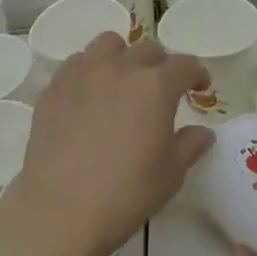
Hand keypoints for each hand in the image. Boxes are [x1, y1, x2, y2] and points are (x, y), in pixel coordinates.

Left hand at [0, 32, 212, 255]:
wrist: (59, 210)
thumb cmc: (125, 193)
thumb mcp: (170, 174)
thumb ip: (190, 146)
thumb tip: (203, 132)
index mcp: (156, 86)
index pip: (185, 65)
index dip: (197, 74)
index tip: (200, 87)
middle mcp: (120, 69)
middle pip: (147, 50)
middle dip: (161, 65)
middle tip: (162, 90)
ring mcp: (82, 74)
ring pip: (107, 45)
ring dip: (122, 57)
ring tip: (122, 82)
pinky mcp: (53, 88)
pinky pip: (76, 65)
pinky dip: (89, 72)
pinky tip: (89, 97)